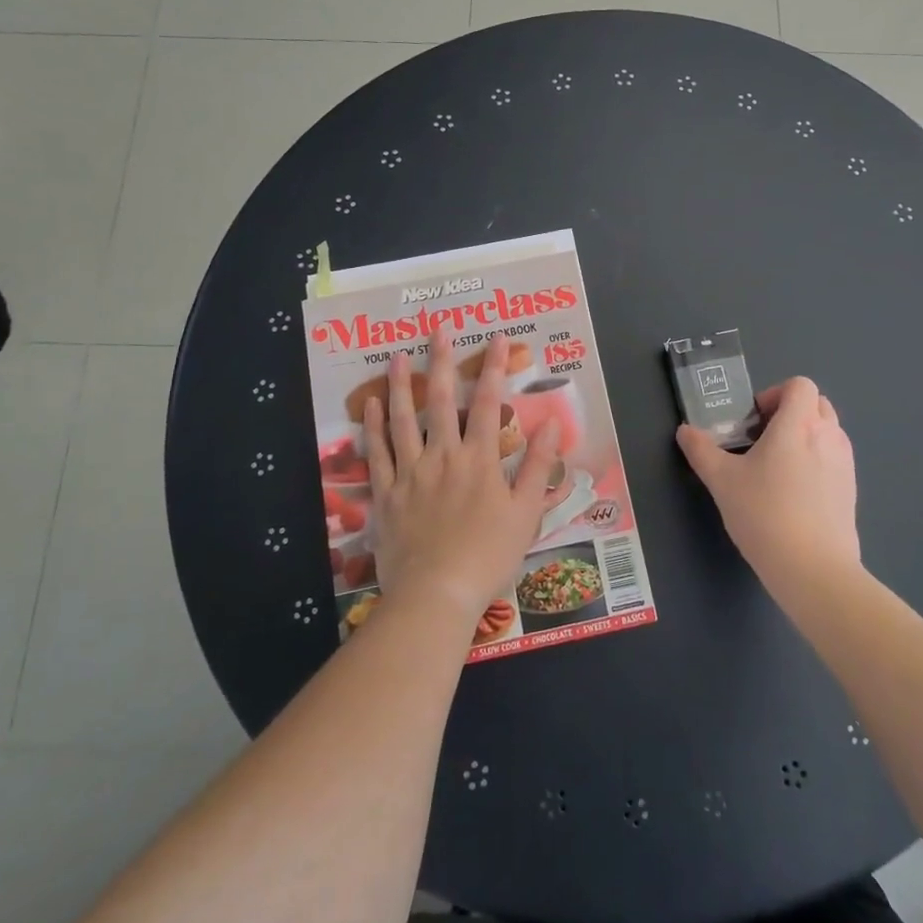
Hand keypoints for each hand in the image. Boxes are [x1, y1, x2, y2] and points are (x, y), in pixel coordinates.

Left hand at [364, 328, 558, 623]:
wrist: (437, 594)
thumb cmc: (488, 556)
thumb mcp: (526, 513)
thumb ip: (539, 466)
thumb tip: (552, 424)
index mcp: (479, 460)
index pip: (488, 403)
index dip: (493, 367)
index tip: (496, 338)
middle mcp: (443, 456)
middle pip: (442, 400)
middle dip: (443, 361)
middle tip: (438, 328)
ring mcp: (410, 473)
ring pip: (403, 419)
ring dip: (402, 384)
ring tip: (399, 355)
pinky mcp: (386, 493)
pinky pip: (377, 453)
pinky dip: (373, 426)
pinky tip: (370, 404)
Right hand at [676, 377, 859, 597]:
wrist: (813, 569)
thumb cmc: (764, 514)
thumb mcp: (722, 481)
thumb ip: (701, 450)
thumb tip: (685, 431)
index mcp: (798, 424)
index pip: (799, 385)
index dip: (775, 394)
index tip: (754, 421)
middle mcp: (828, 435)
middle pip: (816, 403)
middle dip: (789, 412)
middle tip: (762, 439)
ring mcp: (845, 463)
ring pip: (828, 430)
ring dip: (804, 435)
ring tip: (777, 466)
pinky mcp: (852, 489)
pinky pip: (835, 458)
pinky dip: (817, 460)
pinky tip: (794, 493)